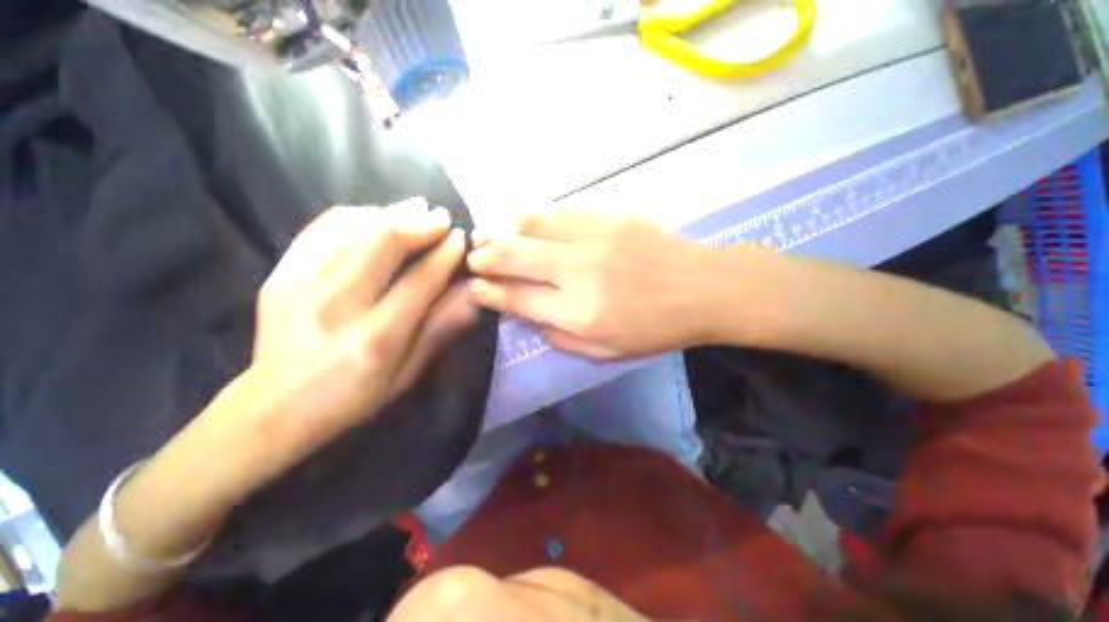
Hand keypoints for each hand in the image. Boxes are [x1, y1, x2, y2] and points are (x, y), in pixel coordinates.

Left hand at [249, 198, 472, 458]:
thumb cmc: (353, 395)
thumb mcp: (407, 373)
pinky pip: (321, 227)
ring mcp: (301, 284)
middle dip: (419, 223)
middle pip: (383, 243)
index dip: (445, 255)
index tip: (460, 239)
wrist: (275, 405)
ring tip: (416, 209)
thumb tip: (472, 293)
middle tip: (441, 217)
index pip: (420, 281)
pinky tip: (375, 215)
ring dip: (391, 213)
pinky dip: (354, 215)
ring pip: (354, 227)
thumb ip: (440, 330)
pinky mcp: (280, 273)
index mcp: (376, 338)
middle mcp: (337, 305)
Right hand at [467, 210, 723, 359]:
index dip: (488, 291)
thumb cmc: (655, 329)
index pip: (516, 297)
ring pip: (532, 223)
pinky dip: (536, 218)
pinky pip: (560, 212)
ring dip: (505, 229)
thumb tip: (531, 318)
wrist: (702, 288)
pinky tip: (529, 224)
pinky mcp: (609, 216)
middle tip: (473, 256)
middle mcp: (577, 272)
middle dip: (485, 255)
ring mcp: (593, 238)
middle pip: (514, 255)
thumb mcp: (606, 354)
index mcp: (577, 314)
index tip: (474, 286)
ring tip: (492, 234)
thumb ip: (561, 339)